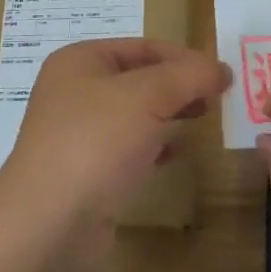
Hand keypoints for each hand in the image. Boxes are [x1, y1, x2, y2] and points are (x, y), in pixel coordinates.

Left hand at [0, 38, 229, 267]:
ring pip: (135, 113)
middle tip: (219, 97)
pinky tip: (179, 152)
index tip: (222, 74)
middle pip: (139, 78)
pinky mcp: (87, 171)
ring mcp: (79, 134)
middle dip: (179, 85)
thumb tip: (221, 68)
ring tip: (205, 118)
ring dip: (170, 113)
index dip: (184, 57)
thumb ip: (188, 76)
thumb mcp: (148, 96)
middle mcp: (75, 91)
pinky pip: (128, 147)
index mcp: (80, 61)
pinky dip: (156, 145)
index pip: (143, 46)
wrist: (49, 225)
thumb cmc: (95, 143)